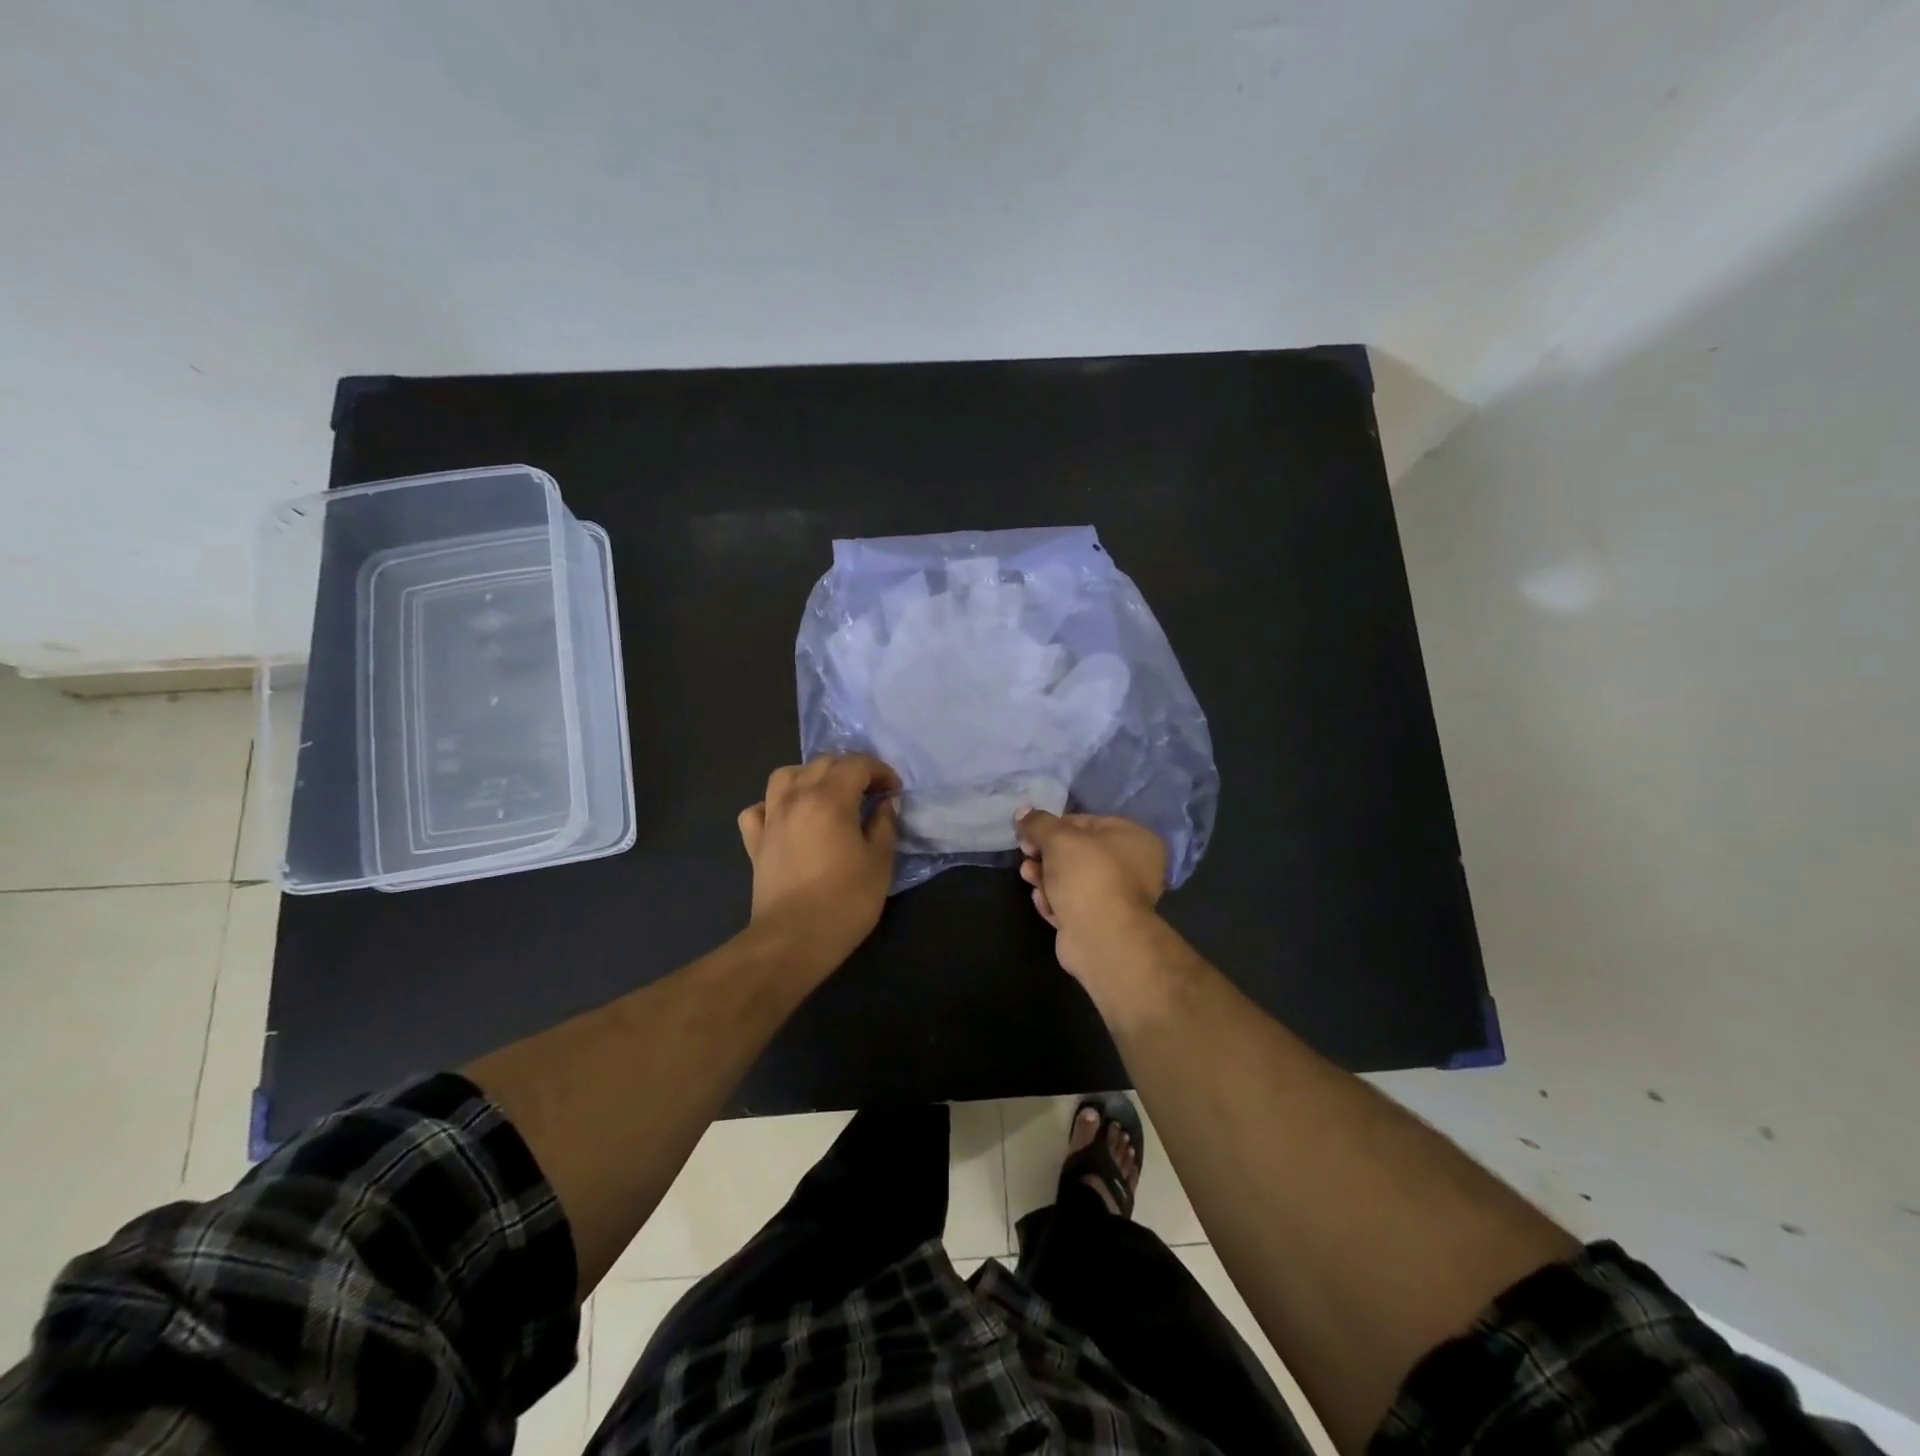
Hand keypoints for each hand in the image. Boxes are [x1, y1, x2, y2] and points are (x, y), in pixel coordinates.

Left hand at [738, 755, 901, 970]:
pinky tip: (788, 819)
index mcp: (830, 798)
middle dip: (851, 769)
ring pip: (786, 775)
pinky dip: (774, 805)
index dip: (880, 771)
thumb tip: (885, 805)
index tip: (894, 791)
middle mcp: (796, 798)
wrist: (793, 940)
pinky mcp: (755, 842)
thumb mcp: (880, 863)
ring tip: (827, 795)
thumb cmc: (845, 902)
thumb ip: (884, 826)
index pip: (857, 764)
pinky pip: (759, 808)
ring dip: (810, 776)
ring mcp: (771, 818)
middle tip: (871, 793)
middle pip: (823, 763)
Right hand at [1016, 809, 1167, 984]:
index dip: (1053, 826)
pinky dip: (1055, 902)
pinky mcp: (1100, 923)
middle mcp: (1132, 866)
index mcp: (1134, 838)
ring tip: (1029, 878)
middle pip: (1077, 853)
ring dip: (1045, 878)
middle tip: (1026, 854)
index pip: (1086, 822)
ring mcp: (1117, 897)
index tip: (1029, 833)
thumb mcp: (1058, 838)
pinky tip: (1044, 904)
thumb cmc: (1087, 874)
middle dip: (1046, 854)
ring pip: (1071, 880)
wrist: (1101, 936)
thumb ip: (1038, 822)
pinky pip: (1072, 904)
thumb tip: (1023, 811)